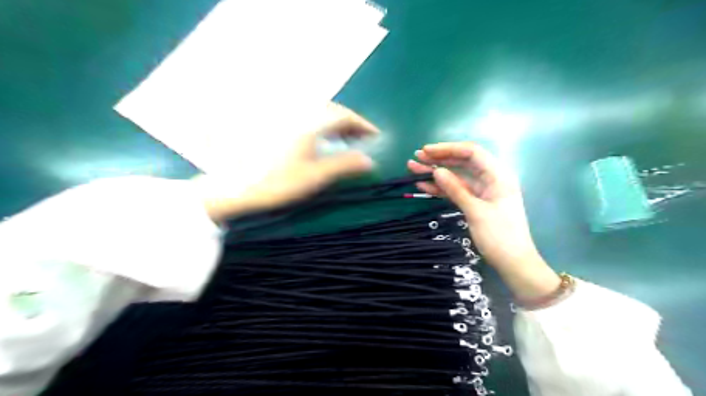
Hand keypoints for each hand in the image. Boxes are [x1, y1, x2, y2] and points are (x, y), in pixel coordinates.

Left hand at [201, 104, 377, 221]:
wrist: (235, 187)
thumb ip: (344, 165)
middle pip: (331, 111)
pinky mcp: (276, 124)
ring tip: (346, 140)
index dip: (363, 125)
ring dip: (336, 124)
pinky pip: (306, 119)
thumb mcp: (315, 176)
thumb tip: (370, 161)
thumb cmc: (277, 182)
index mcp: (309, 122)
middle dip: (350, 124)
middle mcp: (298, 113)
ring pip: (318, 114)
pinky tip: (322, 140)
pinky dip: (320, 126)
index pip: (344, 116)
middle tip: (363, 140)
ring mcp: (285, 117)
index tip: (376, 136)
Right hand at [405, 143, 559, 299]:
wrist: (513, 263)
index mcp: (498, 175)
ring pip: (456, 177)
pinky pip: (456, 190)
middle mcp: (490, 179)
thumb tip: (436, 171)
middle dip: (439, 159)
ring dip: (436, 173)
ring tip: (413, 169)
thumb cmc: (500, 236)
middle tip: (416, 158)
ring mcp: (482, 191)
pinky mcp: (475, 202)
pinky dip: (441, 188)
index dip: (448, 149)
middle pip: (462, 163)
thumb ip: (456, 189)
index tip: (427, 151)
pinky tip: (424, 185)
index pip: (472, 153)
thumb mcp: (476, 212)